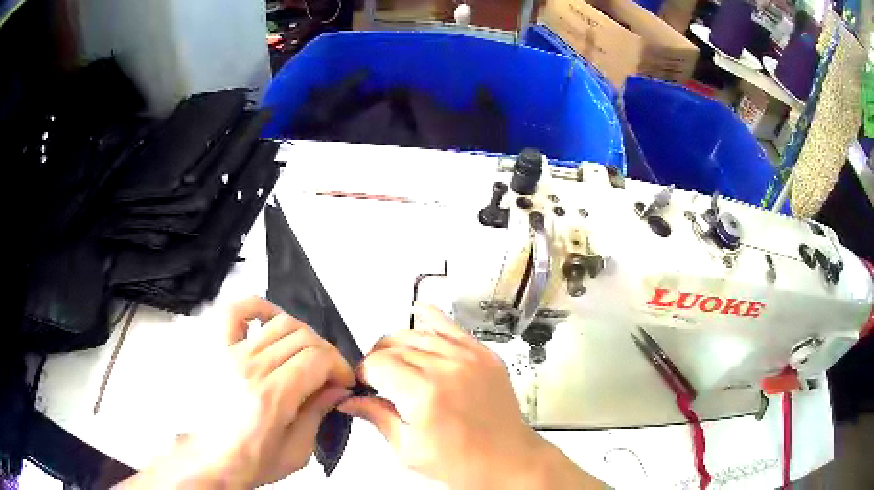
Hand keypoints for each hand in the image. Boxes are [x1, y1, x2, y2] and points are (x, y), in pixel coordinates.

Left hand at [119, 297, 353, 488]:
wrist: (210, 458)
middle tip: (328, 372)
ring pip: (280, 322)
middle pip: (303, 337)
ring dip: (303, 336)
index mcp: (271, 397)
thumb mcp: (296, 452)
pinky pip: (236, 310)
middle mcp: (250, 368)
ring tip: (305, 355)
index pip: (318, 358)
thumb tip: (337, 388)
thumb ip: (318, 414)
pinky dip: (258, 307)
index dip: (339, 365)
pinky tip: (270, 321)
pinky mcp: (216, 348)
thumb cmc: (249, 460)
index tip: (343, 380)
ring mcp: (229, 353)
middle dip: (326, 353)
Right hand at [338, 304, 598, 488]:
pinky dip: (432, 319)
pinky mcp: (485, 355)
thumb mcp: (409, 450)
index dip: (363, 373)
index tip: (363, 385)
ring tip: (396, 362)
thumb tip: (350, 400)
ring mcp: (469, 358)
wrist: (508, 460)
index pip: (377, 364)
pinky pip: (452, 327)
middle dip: (378, 360)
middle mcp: (447, 369)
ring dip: (398, 344)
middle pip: (394, 345)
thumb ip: (377, 417)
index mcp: (424, 394)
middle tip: (378, 379)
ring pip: (418, 333)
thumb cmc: (463, 463)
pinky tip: (419, 313)